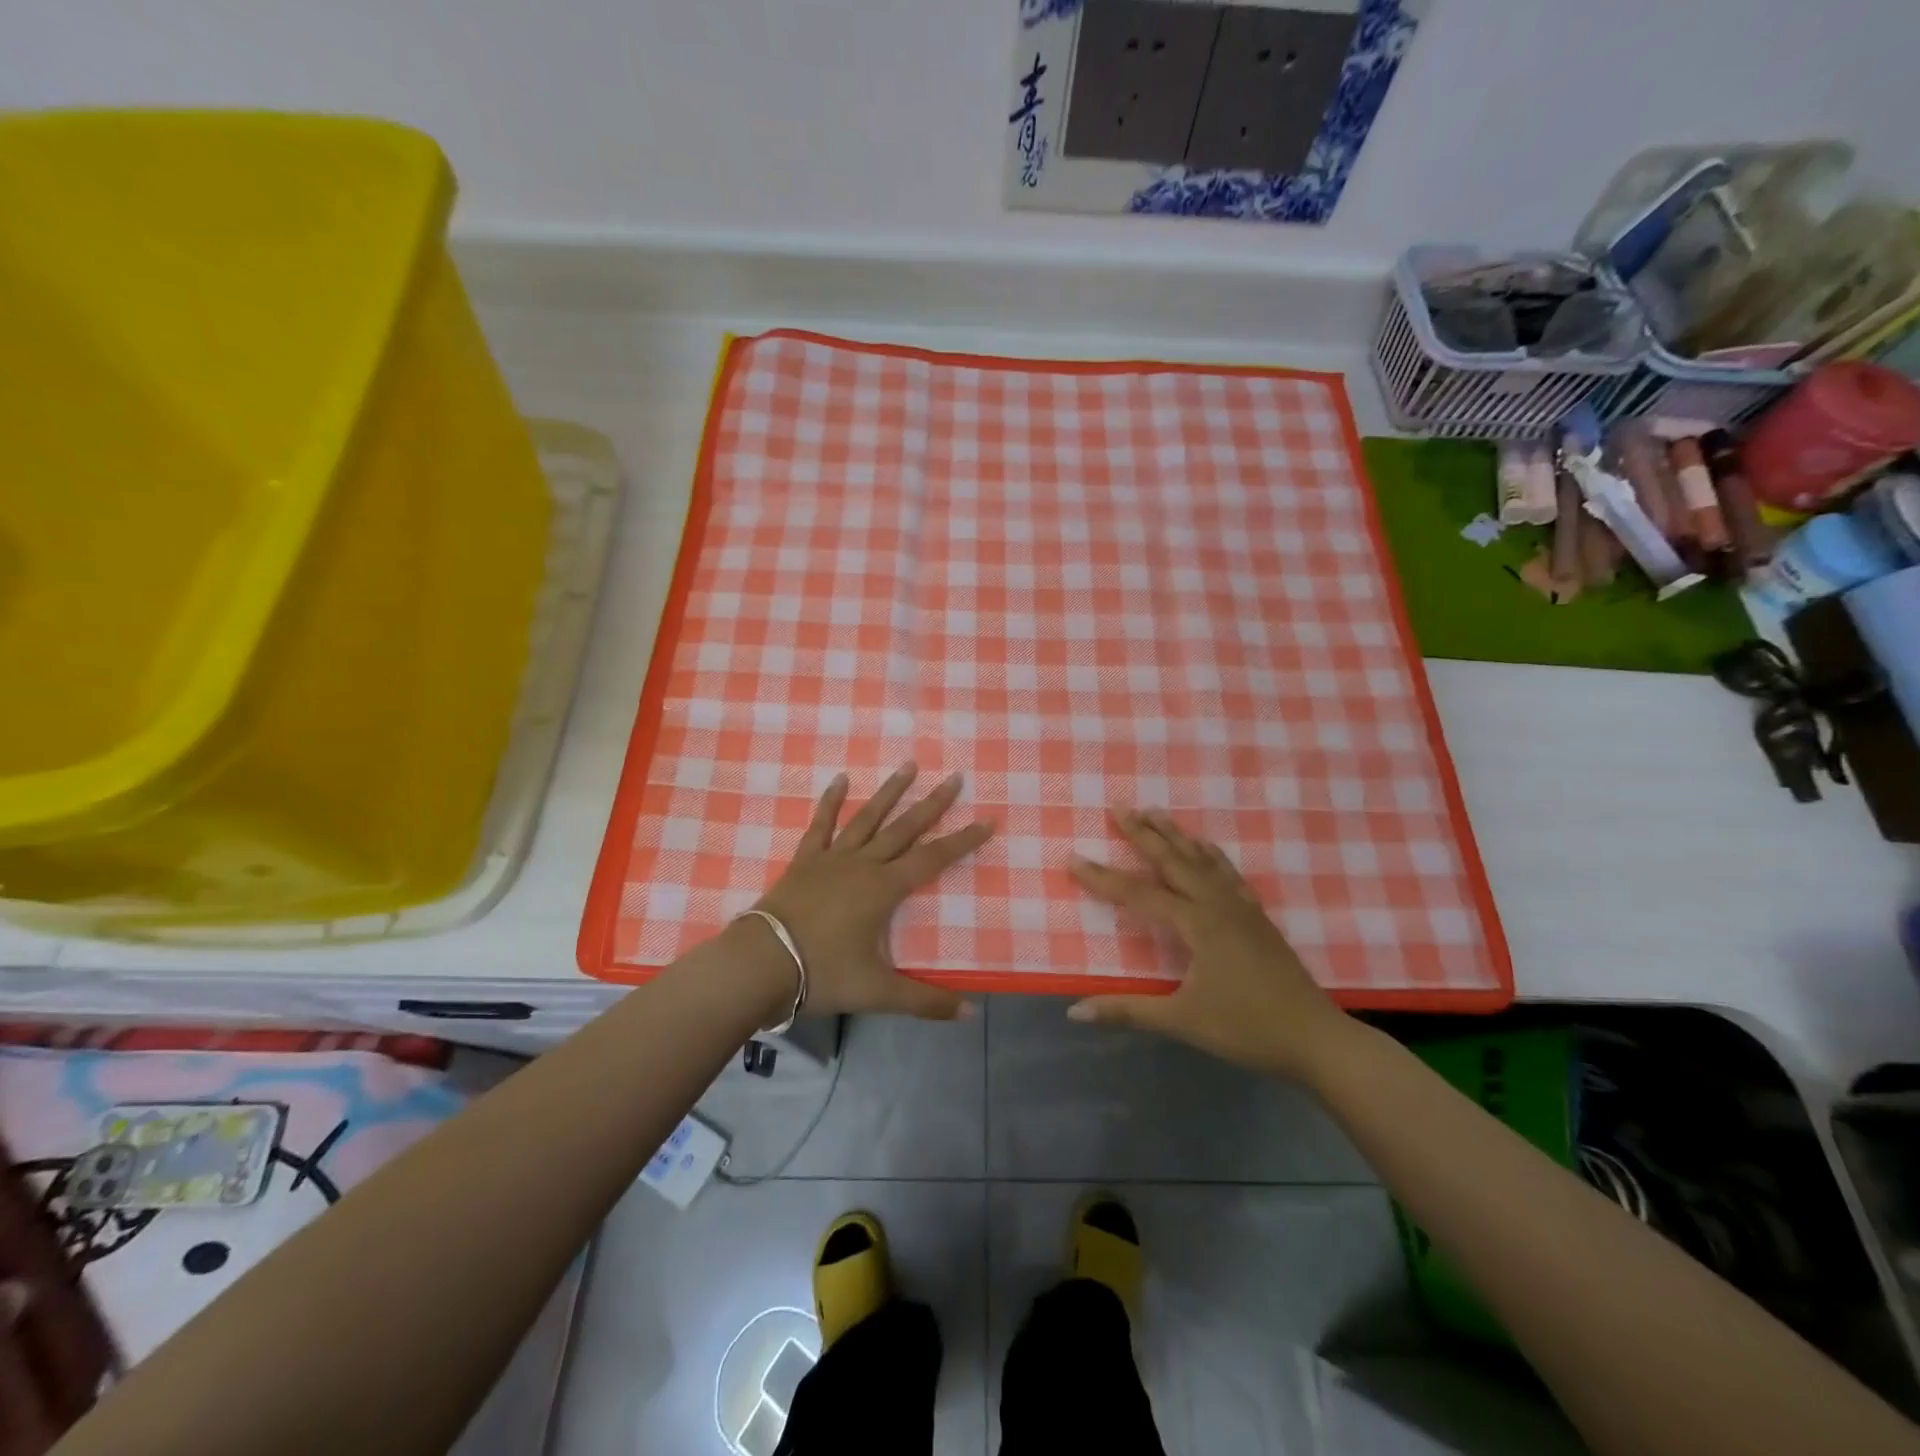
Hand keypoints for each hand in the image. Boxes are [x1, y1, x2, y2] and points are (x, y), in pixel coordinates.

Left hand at [746, 763, 994, 1021]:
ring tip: (909, 765)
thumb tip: (970, 1013)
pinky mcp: (805, 860)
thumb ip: (925, 1001)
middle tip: (954, 777)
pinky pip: (821, 825)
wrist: (761, 964)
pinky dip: (831, 801)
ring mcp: (832, 858)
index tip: (986, 820)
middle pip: (905, 828)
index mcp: (885, 889)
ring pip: (868, 818)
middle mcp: (863, 864)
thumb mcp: (878, 992)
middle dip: (933, 804)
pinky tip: (840, 779)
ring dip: (890, 792)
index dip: (962, 841)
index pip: (933, 859)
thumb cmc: (823, 974)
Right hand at [1068, 809, 1357, 1083]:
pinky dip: (1211, 855)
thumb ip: (1128, 1010)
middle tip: (1120, 807)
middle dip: (1144, 834)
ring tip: (1156, 812)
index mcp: (1198, 925)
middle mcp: (1218, 905)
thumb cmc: (1246, 1029)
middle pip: (1174, 861)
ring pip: (1202, 861)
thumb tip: (1074, 1010)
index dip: (1104, 879)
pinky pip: (1228, 874)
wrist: (1316, 1039)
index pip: (1140, 895)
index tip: (1074, 858)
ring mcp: (1241, 908)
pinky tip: (1206, 848)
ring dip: (1176, 836)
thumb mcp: (1182, 1021)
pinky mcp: (1257, 918)